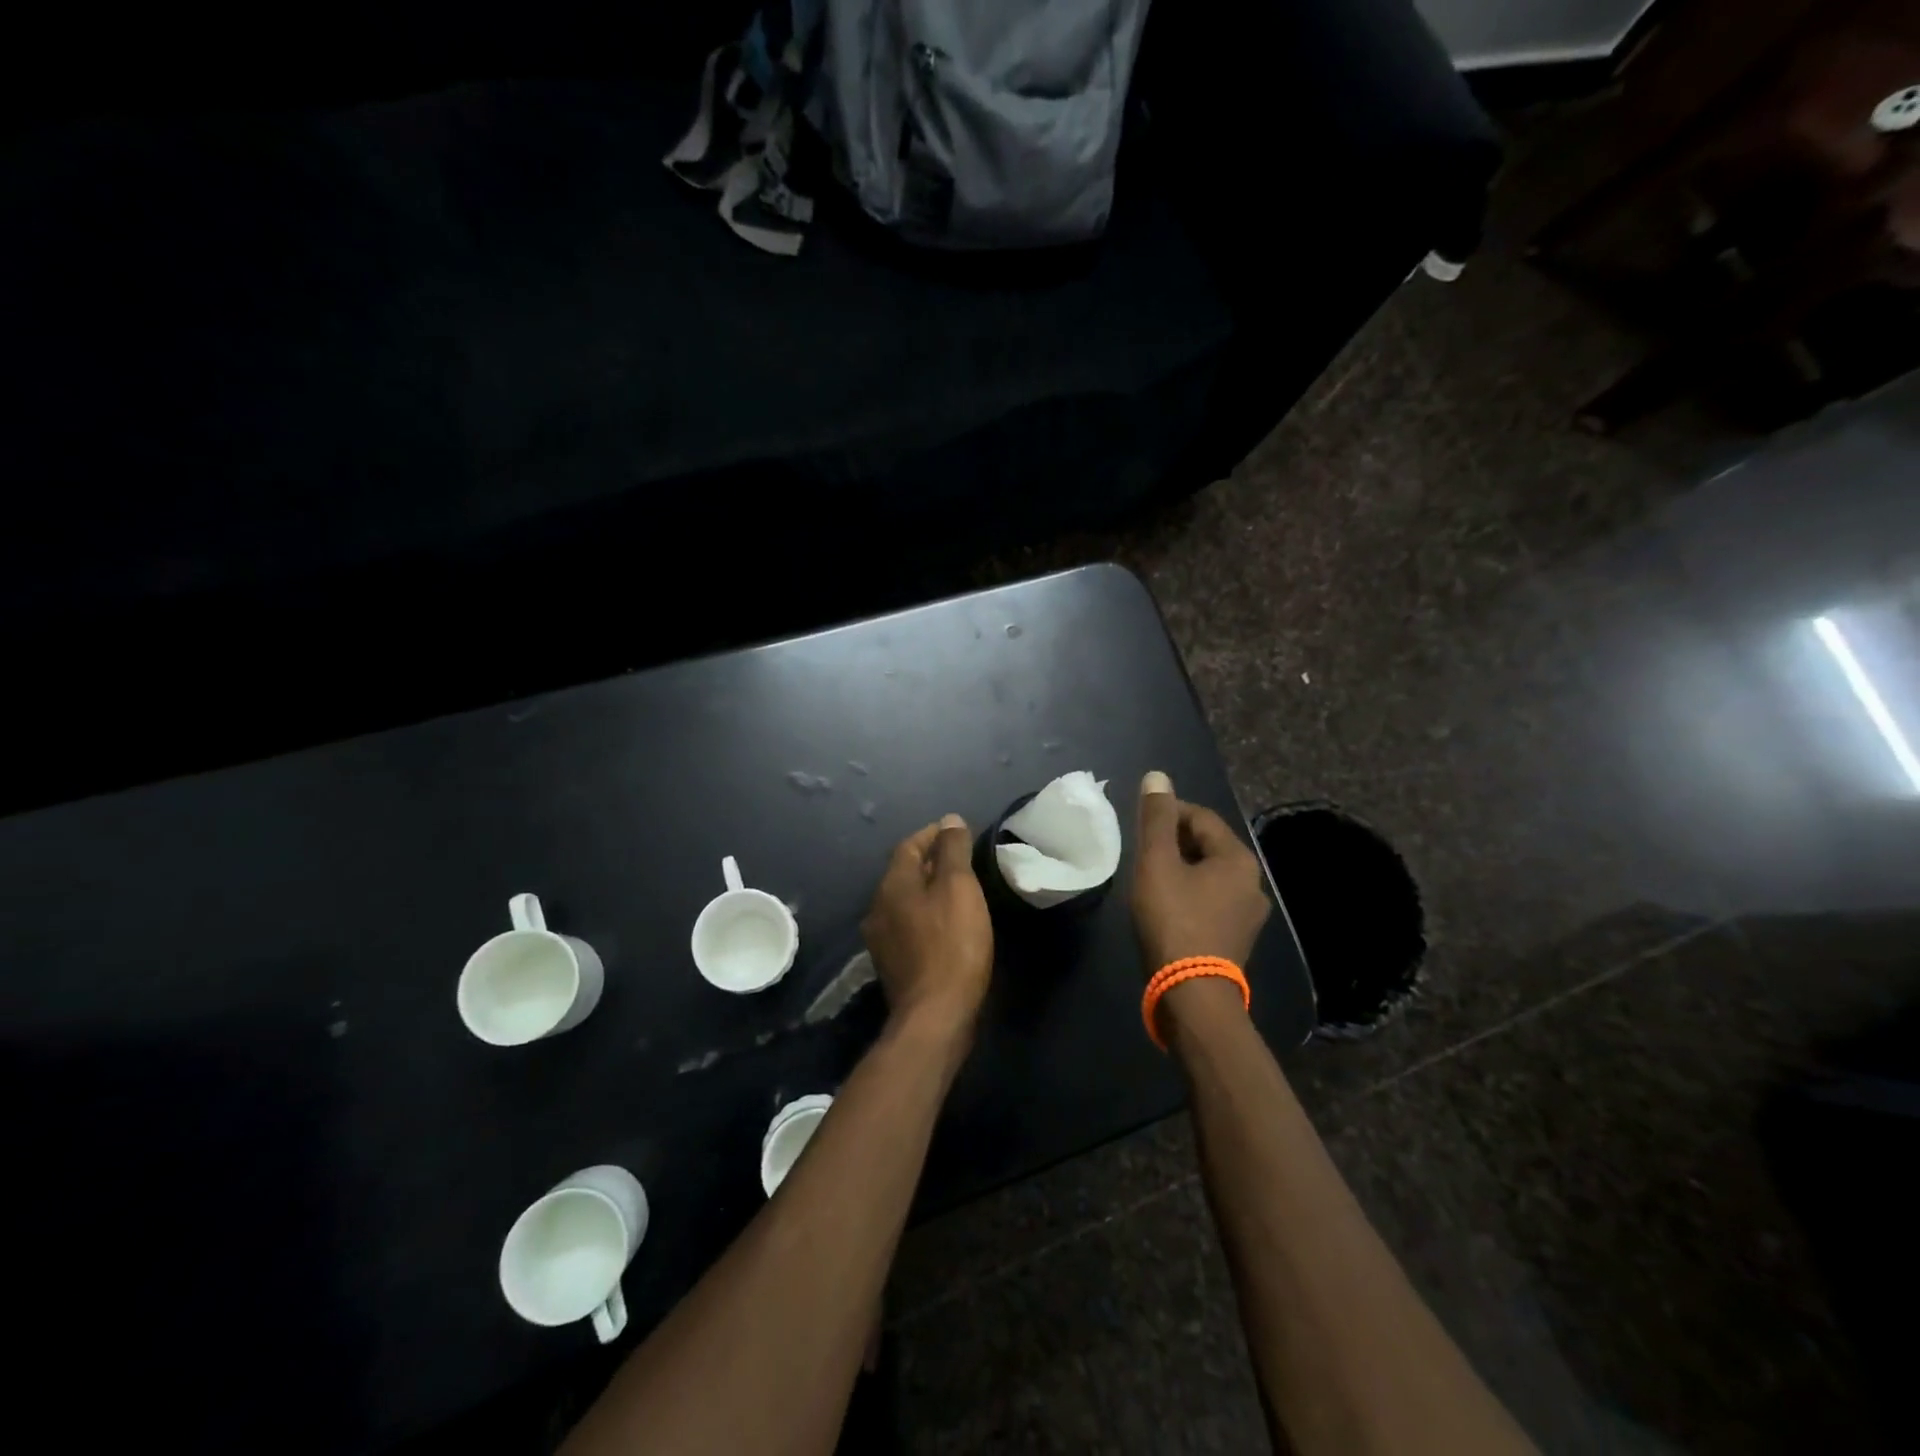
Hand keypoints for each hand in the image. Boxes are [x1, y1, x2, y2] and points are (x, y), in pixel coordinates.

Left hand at [861, 815, 993, 1039]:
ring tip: (958, 889)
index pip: (909, 846)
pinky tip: (947, 923)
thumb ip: (953, 851)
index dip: (933, 835)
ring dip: (928, 889)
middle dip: (931, 861)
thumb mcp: (959, 888)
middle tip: (962, 859)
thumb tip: (949, 820)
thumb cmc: (952, 944)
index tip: (958, 832)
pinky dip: (926, 914)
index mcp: (892, 885)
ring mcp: (881, 939)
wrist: (935, 1015)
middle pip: (904, 872)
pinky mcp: (892, 964)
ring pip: (905, 900)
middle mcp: (878, 907)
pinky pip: (908, 925)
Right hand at [1131, 771, 1270, 975]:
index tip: (1139, 825)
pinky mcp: (1237, 939)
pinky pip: (1212, 901)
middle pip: (1208, 845)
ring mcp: (1249, 914)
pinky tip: (1168, 907)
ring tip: (1150, 878)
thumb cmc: (1173, 920)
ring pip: (1210, 875)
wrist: (1192, 995)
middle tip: (1142, 852)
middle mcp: (1253, 882)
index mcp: (1238, 859)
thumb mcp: (1157, 863)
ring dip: (1182, 869)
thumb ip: (1157, 818)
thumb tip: (1157, 776)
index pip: (1201, 817)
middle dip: (1175, 842)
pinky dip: (1190, 894)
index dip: (1168, 813)